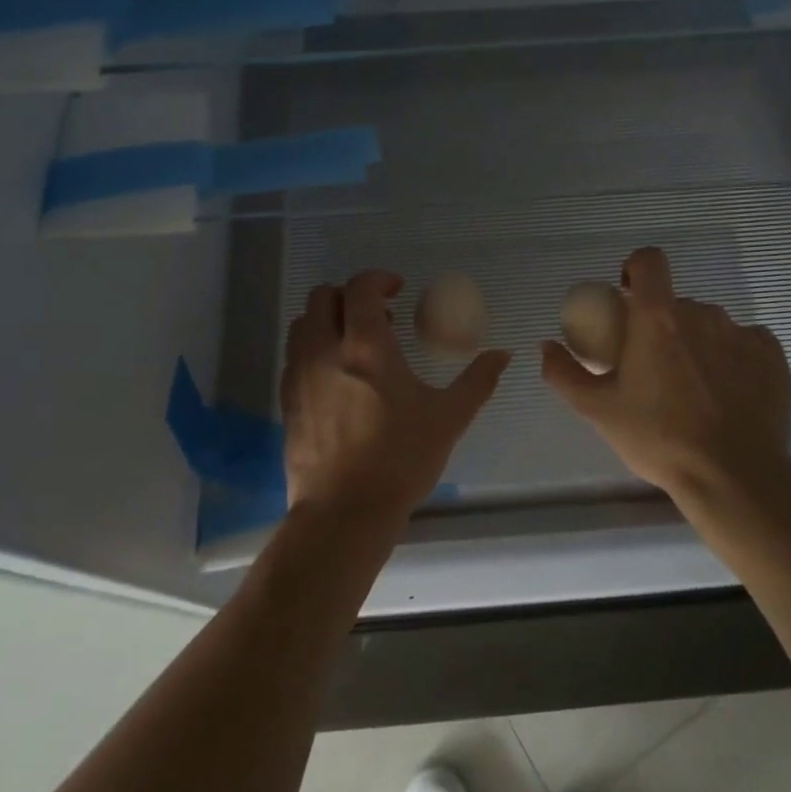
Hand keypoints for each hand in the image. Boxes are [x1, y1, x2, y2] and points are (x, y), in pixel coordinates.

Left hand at [281, 270, 509, 524]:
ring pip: (303, 323)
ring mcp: (299, 375)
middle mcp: (324, 350)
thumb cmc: (400, 460)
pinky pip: (294, 355)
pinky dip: (314, 348)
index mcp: (366, 346)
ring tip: (357, 345)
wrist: (343, 512)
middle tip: (379, 317)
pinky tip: (338, 376)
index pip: (361, 288)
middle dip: (350, 295)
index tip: (398, 289)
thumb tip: (503, 355)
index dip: (379, 279)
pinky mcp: (287, 400)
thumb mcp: (448, 418)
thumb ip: (477, 381)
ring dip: (329, 320)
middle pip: (323, 297)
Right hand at [541, 247, 790, 504]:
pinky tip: (727, 392)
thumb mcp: (598, 410)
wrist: (733, 478)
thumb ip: (563, 372)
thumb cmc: (658, 438)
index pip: (649, 260)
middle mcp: (702, 314)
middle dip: (661, 324)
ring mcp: (742, 333)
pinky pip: (745, 342)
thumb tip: (546, 346)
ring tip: (691, 387)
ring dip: (696, 342)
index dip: (635, 269)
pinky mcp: (773, 356)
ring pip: (710, 324)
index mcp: (658, 318)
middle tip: (652, 367)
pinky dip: (732, 357)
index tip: (627, 298)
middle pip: (675, 302)